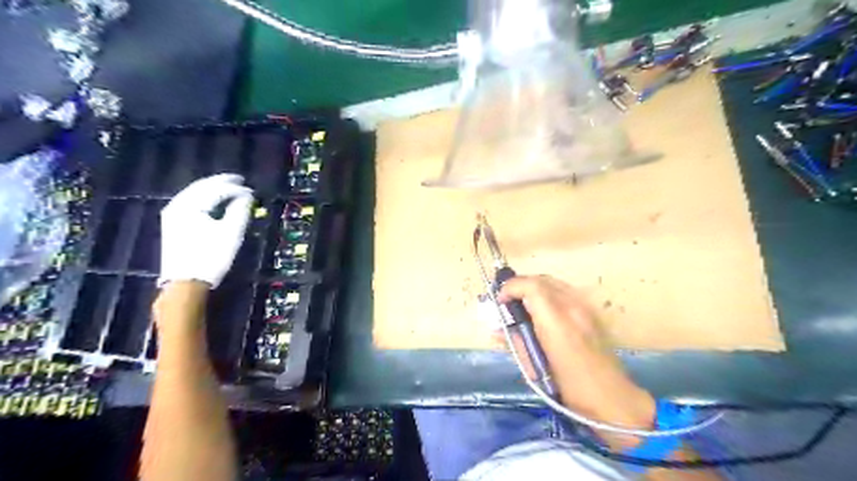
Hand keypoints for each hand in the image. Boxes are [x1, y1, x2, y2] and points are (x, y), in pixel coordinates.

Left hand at [160, 175, 250, 289]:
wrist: (186, 283)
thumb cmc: (211, 257)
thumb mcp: (231, 234)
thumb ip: (240, 211)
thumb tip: (247, 197)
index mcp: (190, 206)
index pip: (216, 190)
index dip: (235, 189)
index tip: (252, 191)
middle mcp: (177, 206)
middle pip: (201, 187)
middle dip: (221, 182)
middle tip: (240, 180)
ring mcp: (172, 214)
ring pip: (194, 193)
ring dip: (212, 189)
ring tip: (229, 187)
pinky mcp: (173, 224)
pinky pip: (190, 202)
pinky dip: (204, 197)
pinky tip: (214, 200)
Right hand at [496, 276, 656, 441]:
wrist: (612, 399)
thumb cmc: (570, 389)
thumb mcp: (535, 368)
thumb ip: (516, 343)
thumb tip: (497, 330)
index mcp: (557, 322)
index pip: (531, 286)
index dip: (511, 288)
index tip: (500, 301)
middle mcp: (573, 307)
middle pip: (542, 279)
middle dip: (520, 286)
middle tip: (508, 301)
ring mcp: (585, 308)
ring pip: (554, 283)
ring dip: (534, 289)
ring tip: (522, 305)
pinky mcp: (592, 313)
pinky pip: (564, 292)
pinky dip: (548, 294)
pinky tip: (542, 312)